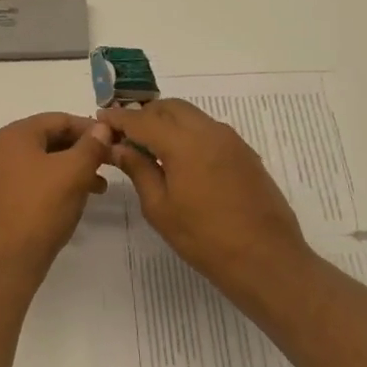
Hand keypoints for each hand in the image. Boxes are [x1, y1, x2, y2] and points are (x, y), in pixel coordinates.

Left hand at [0, 112, 114, 282]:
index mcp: (14, 135)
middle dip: (83, 150)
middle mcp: (3, 150)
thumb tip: (102, 127)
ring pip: (47, 162)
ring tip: (101, 185)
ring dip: (75, 169)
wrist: (8, 258)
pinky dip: (61, 184)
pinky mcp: (7, 199)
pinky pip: (38, 181)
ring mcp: (2, 176)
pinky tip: (80, 198)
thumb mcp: (73, 171)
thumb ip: (91, 145)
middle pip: (51, 139)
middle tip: (111, 162)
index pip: (59, 119)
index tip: (116, 141)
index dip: (90, 128)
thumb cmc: (41, 207)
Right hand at [99, 99, 320, 320]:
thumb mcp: (160, 208)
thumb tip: (119, 148)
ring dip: (167, 123)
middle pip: (170, 108)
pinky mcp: (245, 154)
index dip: (118, 118)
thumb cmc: (204, 238)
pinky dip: (188, 134)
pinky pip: (209, 131)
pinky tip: (179, 160)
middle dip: (145, 115)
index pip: (142, 120)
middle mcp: (210, 131)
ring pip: (192, 117)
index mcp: (184, 143)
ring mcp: (232, 141)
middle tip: (125, 135)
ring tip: (149, 147)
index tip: (100, 119)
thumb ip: (138, 170)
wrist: (266, 259)